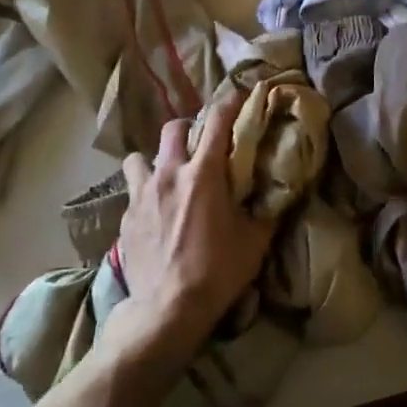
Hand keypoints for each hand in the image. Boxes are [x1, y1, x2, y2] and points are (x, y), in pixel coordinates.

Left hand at [108, 97, 272, 362]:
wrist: (167, 310)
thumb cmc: (217, 271)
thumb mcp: (255, 241)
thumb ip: (267, 210)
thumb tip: (280, 192)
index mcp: (204, 174)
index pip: (217, 121)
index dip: (229, 103)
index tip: (238, 96)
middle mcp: (169, 174)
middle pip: (172, 128)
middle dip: (188, 128)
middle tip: (200, 142)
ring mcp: (142, 194)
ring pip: (140, 157)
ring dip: (155, 160)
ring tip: (167, 175)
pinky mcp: (125, 217)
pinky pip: (133, 191)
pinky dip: (145, 192)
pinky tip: (155, 210)